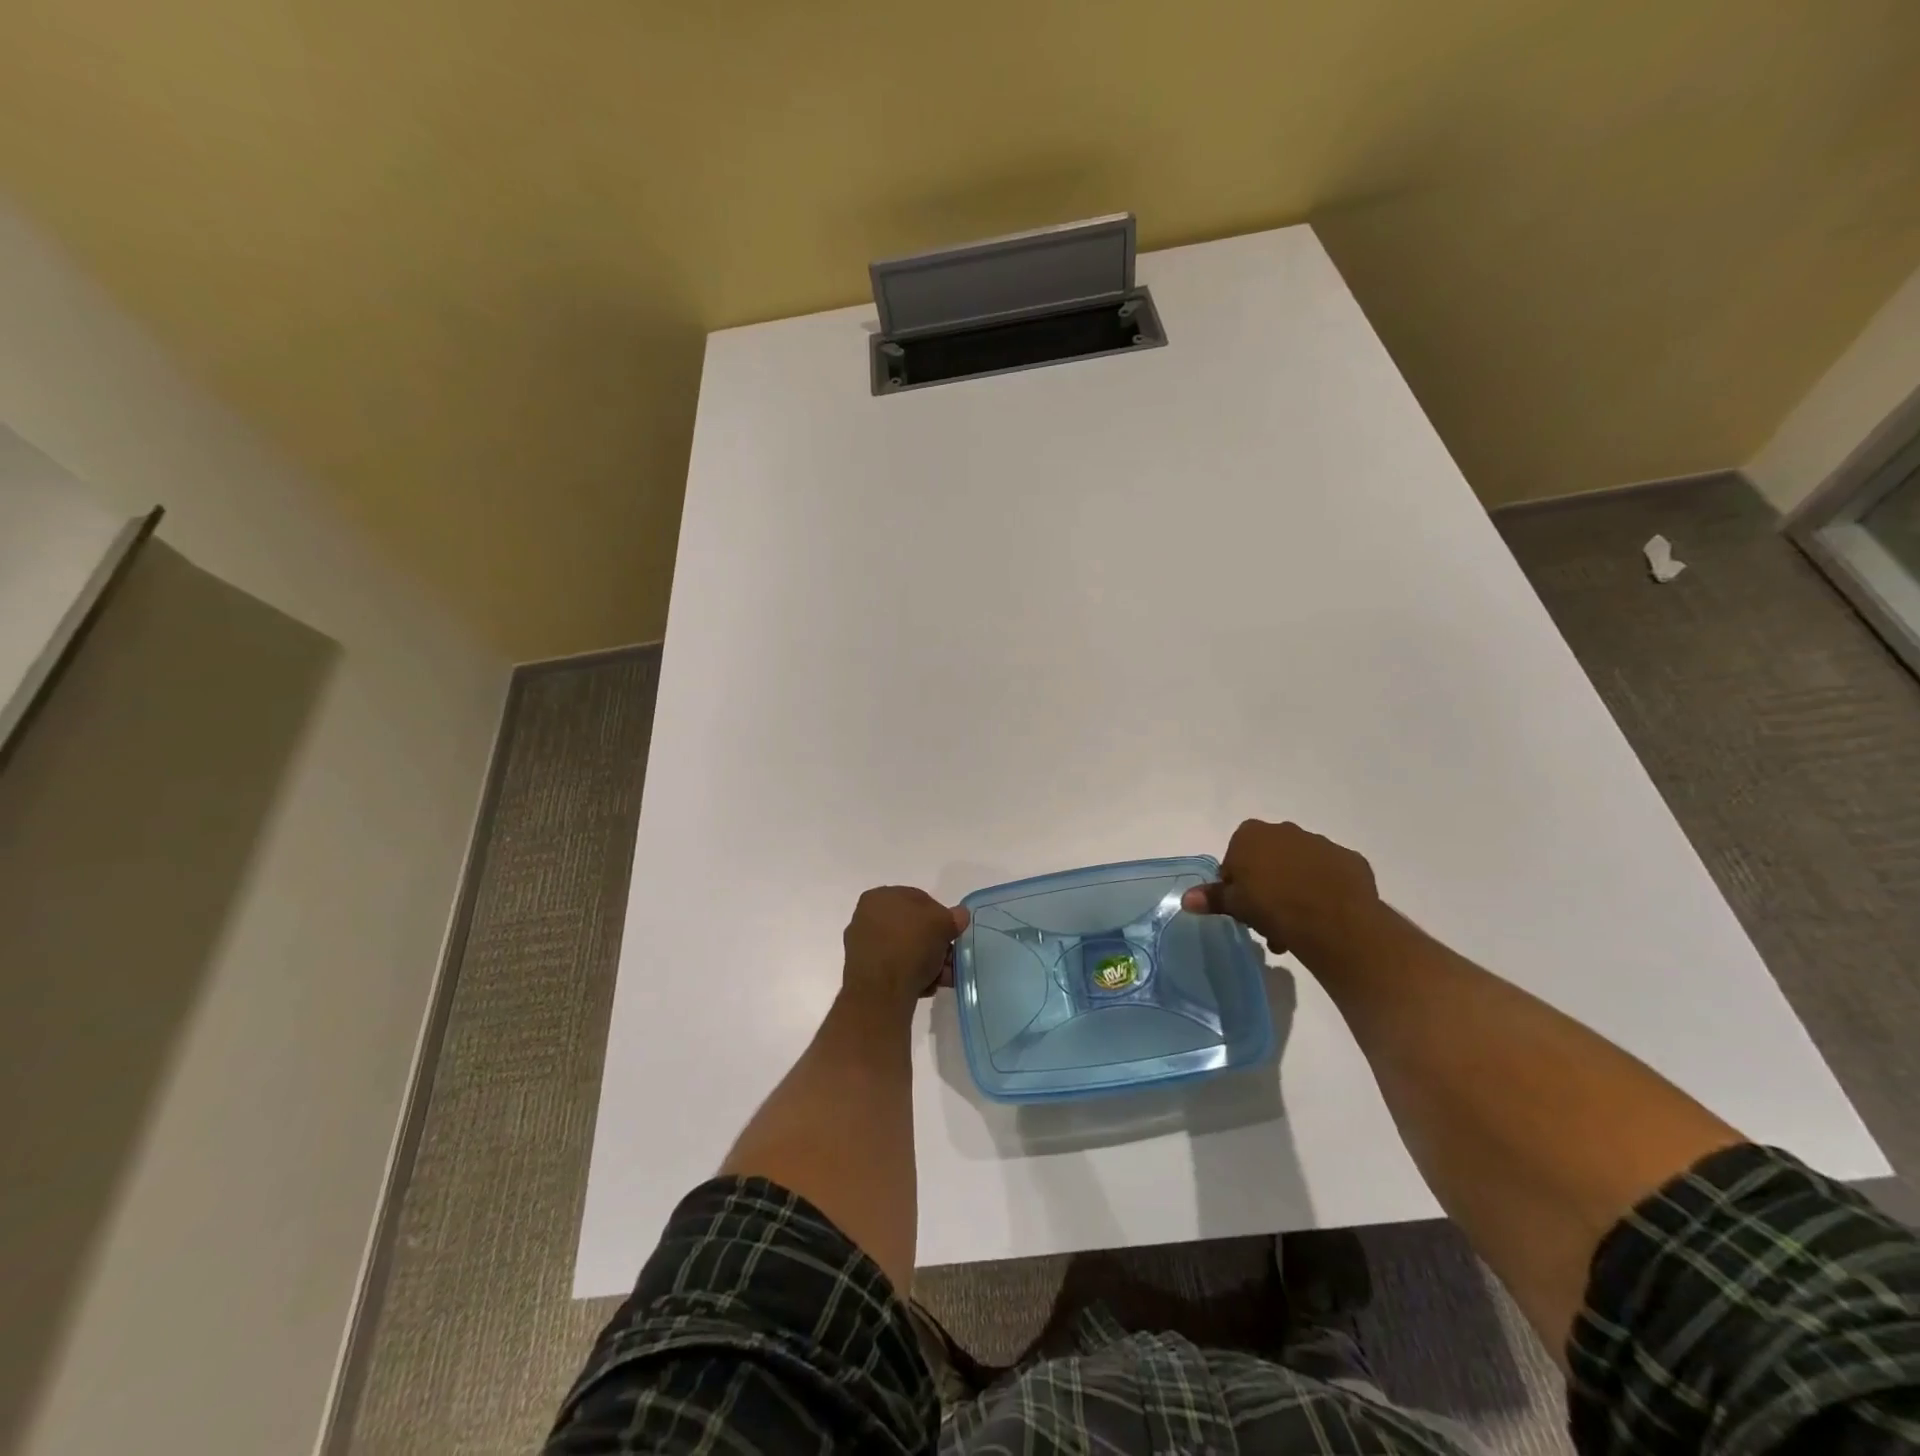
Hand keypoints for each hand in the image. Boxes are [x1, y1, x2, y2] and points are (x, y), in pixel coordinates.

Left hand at [842, 886, 968, 1007]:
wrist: (880, 993)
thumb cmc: (910, 946)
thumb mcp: (942, 924)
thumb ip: (953, 917)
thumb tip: (959, 915)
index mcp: (880, 897)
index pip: (919, 899)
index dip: (941, 915)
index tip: (952, 933)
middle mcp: (866, 917)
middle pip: (912, 927)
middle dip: (935, 943)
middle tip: (950, 958)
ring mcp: (863, 945)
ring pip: (905, 949)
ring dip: (927, 962)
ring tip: (943, 978)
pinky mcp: (864, 972)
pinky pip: (894, 968)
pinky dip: (911, 975)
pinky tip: (926, 987)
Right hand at [1181, 819, 1379, 964]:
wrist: (1335, 920)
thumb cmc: (1273, 907)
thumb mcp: (1235, 905)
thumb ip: (1212, 898)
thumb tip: (1185, 899)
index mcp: (1251, 834)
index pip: (1234, 857)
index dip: (1236, 883)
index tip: (1242, 906)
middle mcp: (1285, 830)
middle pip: (1268, 859)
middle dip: (1267, 886)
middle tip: (1267, 919)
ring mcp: (1321, 843)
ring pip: (1299, 867)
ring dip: (1295, 889)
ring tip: (1296, 928)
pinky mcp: (1350, 860)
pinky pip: (1330, 875)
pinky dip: (1325, 890)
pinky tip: (1324, 917)